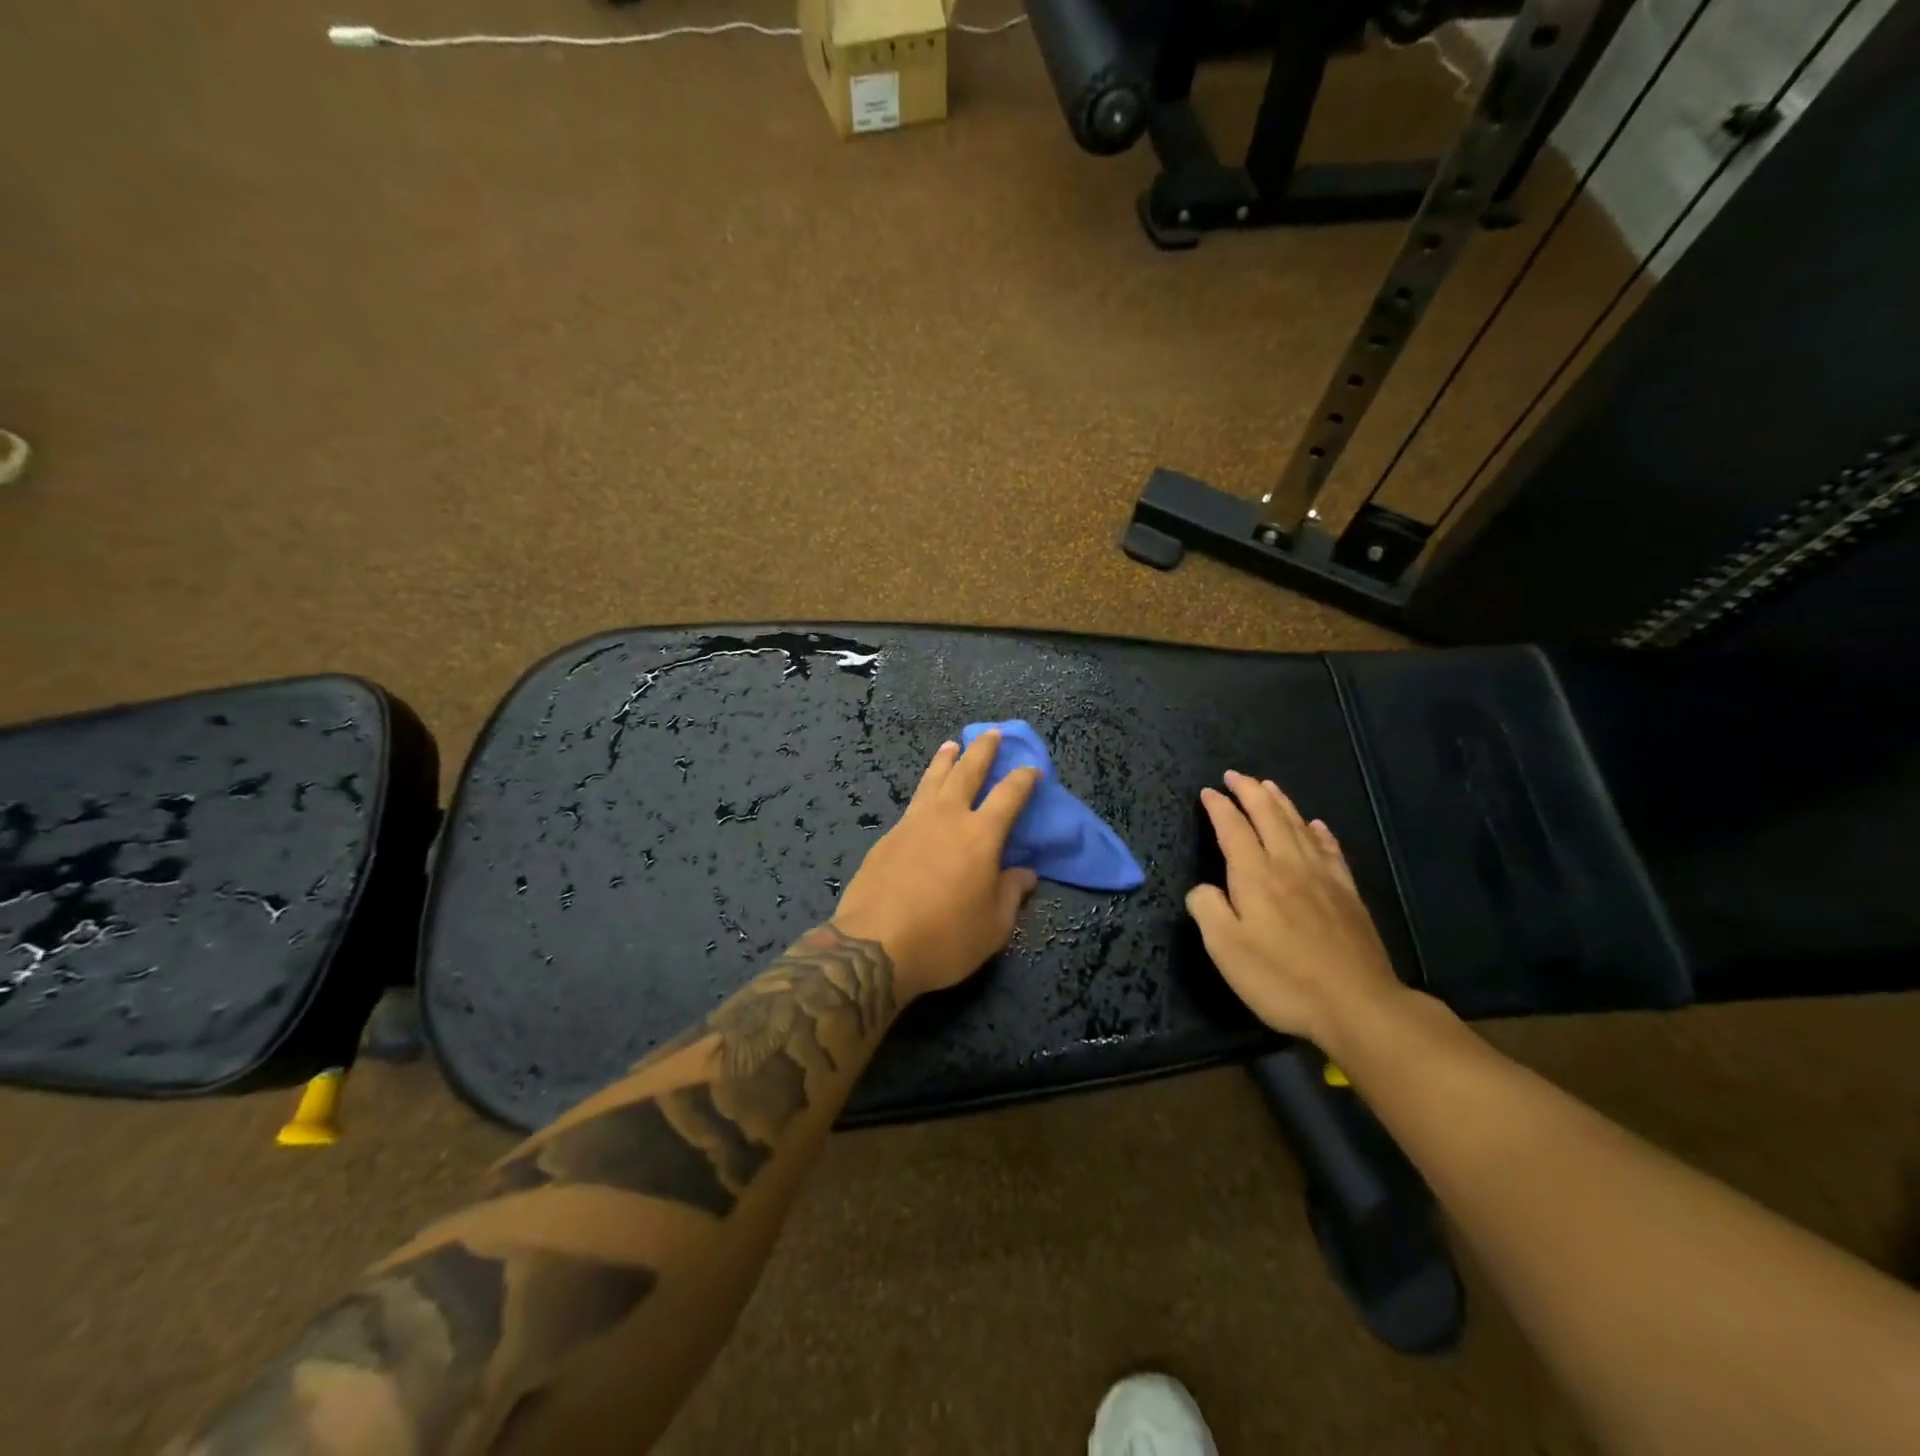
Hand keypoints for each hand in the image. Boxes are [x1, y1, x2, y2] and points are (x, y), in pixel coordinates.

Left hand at [834, 731, 1041, 999]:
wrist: (874, 946)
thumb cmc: (945, 938)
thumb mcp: (993, 926)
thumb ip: (1011, 894)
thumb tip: (1026, 873)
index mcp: (981, 836)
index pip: (1009, 796)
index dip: (1023, 779)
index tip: (1032, 768)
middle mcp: (948, 818)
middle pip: (968, 772)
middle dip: (983, 751)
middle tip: (992, 733)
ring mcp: (913, 823)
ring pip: (933, 779)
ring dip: (946, 760)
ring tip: (952, 744)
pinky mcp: (888, 836)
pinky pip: (913, 802)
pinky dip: (924, 788)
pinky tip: (924, 794)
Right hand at [1186, 771, 1405, 1054]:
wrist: (1357, 1005)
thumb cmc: (1282, 979)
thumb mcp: (1226, 949)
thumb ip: (1208, 909)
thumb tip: (1203, 888)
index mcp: (1256, 876)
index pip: (1233, 829)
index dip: (1219, 808)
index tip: (1208, 792)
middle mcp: (1289, 865)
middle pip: (1269, 816)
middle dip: (1250, 792)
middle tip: (1235, 775)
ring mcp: (1323, 878)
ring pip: (1299, 826)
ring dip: (1281, 802)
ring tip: (1269, 786)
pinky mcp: (1348, 894)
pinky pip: (1330, 850)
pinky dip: (1318, 831)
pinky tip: (1316, 825)